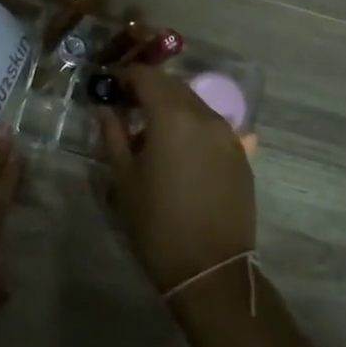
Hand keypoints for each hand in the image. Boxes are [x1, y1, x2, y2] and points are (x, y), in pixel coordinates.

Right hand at [96, 65, 254, 293]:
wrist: (210, 271)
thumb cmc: (157, 223)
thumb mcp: (124, 177)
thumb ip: (113, 134)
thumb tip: (104, 108)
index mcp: (173, 116)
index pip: (147, 76)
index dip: (125, 75)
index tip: (109, 86)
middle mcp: (205, 116)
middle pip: (173, 86)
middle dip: (148, 89)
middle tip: (126, 105)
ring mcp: (228, 135)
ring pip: (194, 104)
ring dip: (171, 107)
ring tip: (150, 130)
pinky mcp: (241, 156)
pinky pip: (211, 126)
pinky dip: (191, 126)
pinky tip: (178, 151)